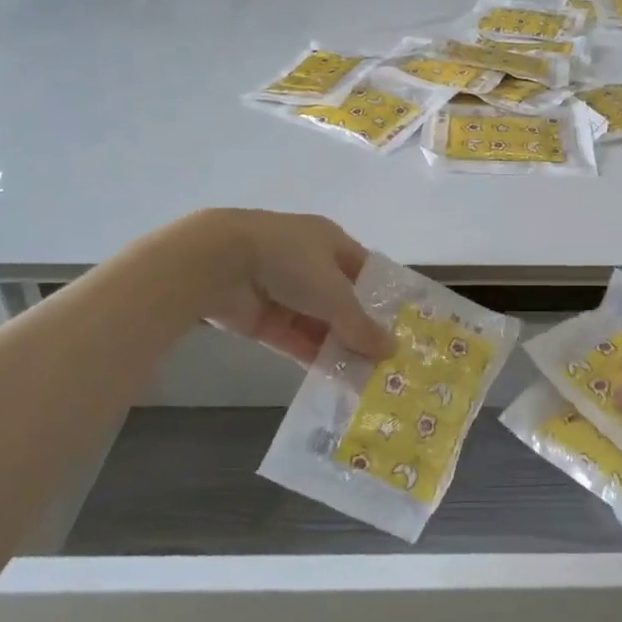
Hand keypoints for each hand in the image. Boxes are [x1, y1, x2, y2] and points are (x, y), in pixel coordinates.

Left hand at [162, 209, 393, 366]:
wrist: (221, 262)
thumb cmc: (291, 261)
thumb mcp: (335, 293)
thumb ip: (361, 325)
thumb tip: (392, 350)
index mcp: (330, 242)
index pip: (364, 270)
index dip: (382, 297)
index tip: (400, 327)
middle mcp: (309, 263)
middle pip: (341, 300)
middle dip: (360, 329)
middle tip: (385, 362)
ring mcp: (283, 290)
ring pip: (317, 323)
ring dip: (337, 347)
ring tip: (364, 378)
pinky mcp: (261, 317)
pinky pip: (293, 338)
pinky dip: (311, 355)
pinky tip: (333, 379)